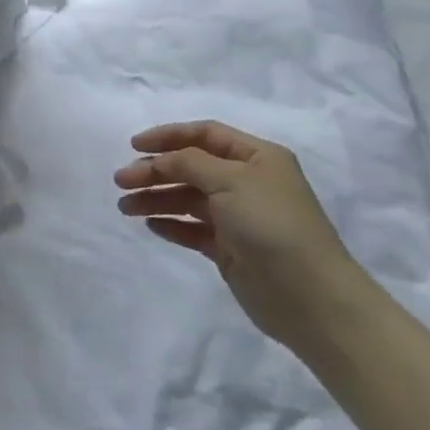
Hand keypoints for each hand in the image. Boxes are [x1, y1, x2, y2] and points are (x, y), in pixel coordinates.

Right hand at [114, 120, 366, 350]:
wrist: (308, 295)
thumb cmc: (272, 225)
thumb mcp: (231, 181)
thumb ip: (189, 163)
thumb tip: (160, 160)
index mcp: (257, 158)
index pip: (206, 135)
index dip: (169, 136)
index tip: (134, 146)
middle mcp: (247, 182)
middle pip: (191, 167)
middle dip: (155, 171)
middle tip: (121, 182)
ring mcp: (237, 216)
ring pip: (187, 199)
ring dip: (156, 199)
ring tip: (126, 208)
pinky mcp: (228, 248)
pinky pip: (192, 229)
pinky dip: (170, 225)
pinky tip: (151, 226)